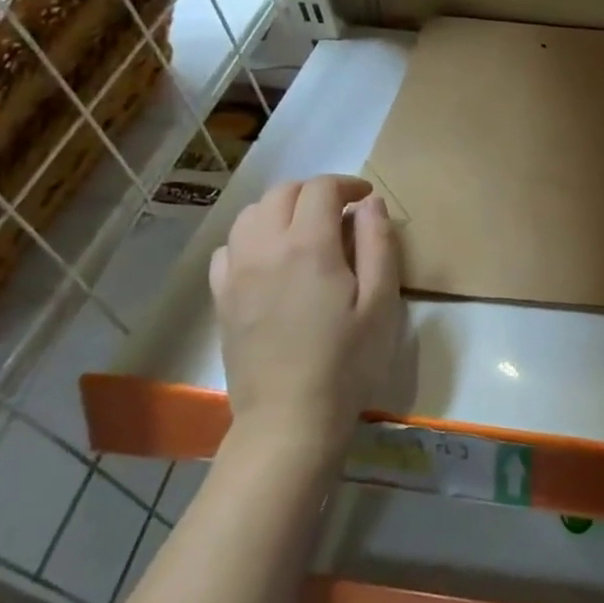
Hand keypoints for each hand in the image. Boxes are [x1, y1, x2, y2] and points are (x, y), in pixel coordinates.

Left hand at [208, 174, 400, 466]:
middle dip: (315, 191)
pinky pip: (229, 247)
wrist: (290, 418)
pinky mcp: (221, 297)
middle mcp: (264, 248)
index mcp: (308, 246)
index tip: (367, 198)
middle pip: (282, 193)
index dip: (347, 185)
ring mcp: (236, 273)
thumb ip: (378, 245)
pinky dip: (253, 238)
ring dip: (281, 209)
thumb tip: (371, 204)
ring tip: (307, 230)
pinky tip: (271, 259)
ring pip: (251, 214)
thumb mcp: (382, 302)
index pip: (321, 189)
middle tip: (342, 212)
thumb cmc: (348, 361)